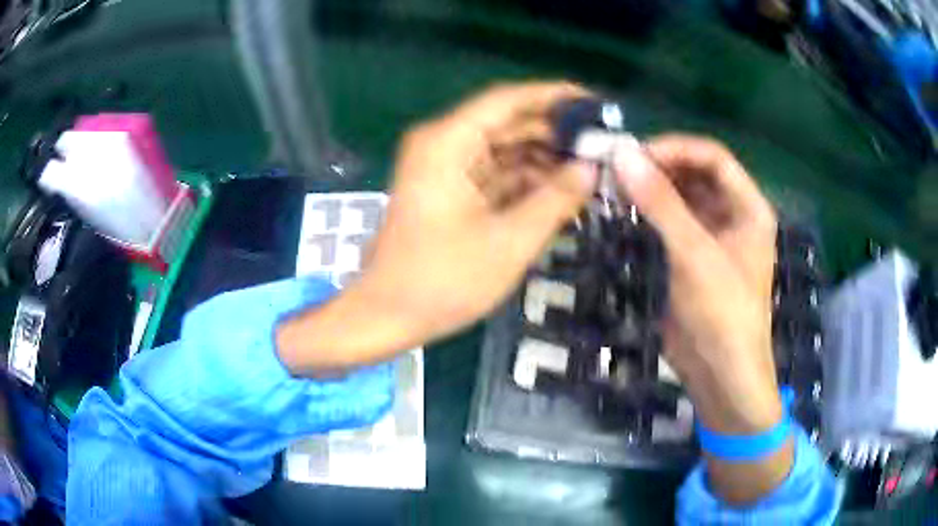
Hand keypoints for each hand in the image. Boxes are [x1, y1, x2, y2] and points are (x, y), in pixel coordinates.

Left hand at [277, 82, 594, 374]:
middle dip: (556, 134)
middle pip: (509, 124)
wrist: (386, 315)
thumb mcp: (509, 242)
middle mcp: (444, 145)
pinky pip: (495, 175)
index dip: (555, 97)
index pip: (508, 100)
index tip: (596, 105)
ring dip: (544, 160)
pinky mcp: (450, 191)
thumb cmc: (442, 281)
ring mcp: (445, 168)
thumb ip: (555, 200)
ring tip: (592, 172)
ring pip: (505, 150)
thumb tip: (591, 169)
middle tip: (604, 148)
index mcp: (448, 142)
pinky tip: (561, 193)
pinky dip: (526, 183)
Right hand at [613, 135, 789, 504]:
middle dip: (658, 168)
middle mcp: (732, 214)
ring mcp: (712, 236)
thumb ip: (660, 203)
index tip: (635, 155)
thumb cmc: (723, 314)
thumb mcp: (695, 255)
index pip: (712, 157)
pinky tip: (623, 213)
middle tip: (617, 170)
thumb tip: (622, 155)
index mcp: (748, 207)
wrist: (720, 375)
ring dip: (650, 191)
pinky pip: (670, 223)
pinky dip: (648, 215)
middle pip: (695, 174)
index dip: (675, 148)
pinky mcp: (691, 257)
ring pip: (680, 198)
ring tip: (613, 188)